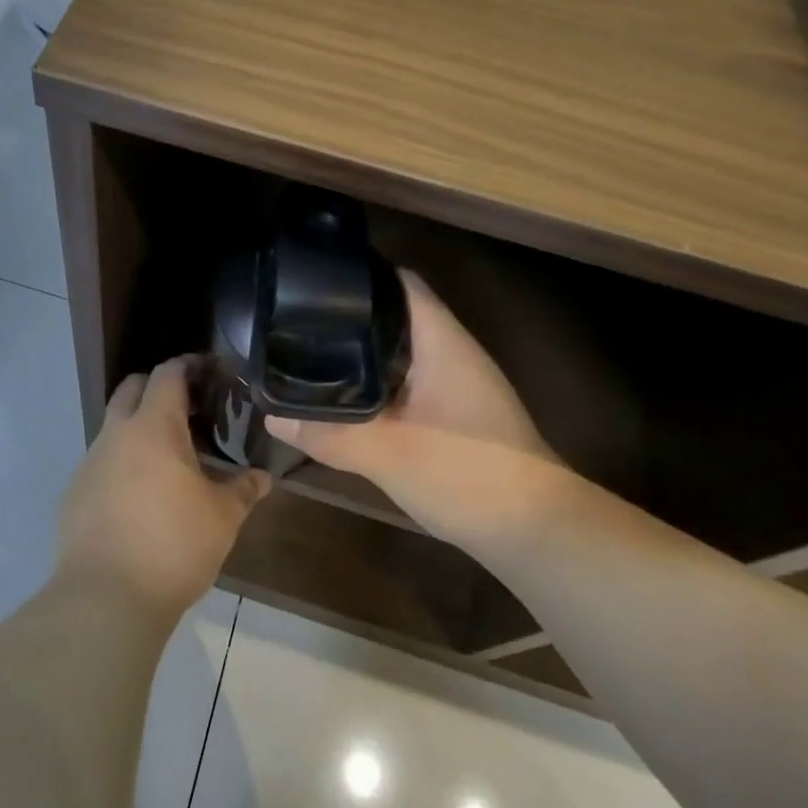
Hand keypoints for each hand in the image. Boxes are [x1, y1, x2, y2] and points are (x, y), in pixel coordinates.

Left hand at [57, 356, 270, 621]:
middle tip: (190, 408)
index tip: (209, 371)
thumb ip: (243, 489)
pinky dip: (122, 464)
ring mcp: (89, 463)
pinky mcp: (73, 494)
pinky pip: (101, 463)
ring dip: (139, 429)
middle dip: (159, 388)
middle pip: (133, 388)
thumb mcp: (222, 518)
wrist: (105, 598)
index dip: (189, 365)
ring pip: (114, 427)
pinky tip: (140, 497)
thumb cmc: (173, 545)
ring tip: (169, 457)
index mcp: (153, 427)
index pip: (168, 373)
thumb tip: (263, 476)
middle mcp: (116, 434)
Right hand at [271, 271, 564, 550]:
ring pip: (399, 353)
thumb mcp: (387, 452)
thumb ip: (328, 431)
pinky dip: (375, 384)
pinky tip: (344, 397)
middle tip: (294, 319)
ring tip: (307, 350)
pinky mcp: (454, 415)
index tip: (312, 278)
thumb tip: (272, 413)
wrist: (535, 533)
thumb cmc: (467, 473)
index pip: (400, 283)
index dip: (359, 274)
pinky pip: (406, 383)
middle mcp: (450, 353)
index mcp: (442, 342)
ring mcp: (455, 385)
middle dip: (348, 316)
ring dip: (361, 353)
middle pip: (395, 316)